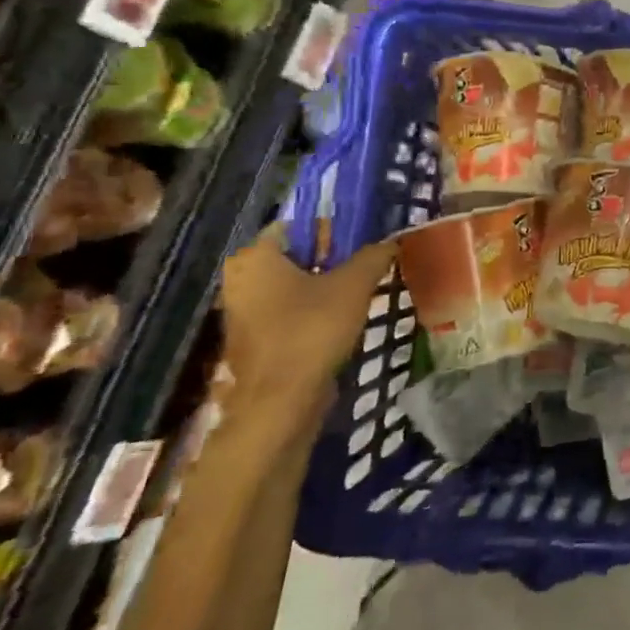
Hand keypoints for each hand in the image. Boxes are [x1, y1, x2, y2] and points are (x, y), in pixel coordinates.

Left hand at [218, 227, 396, 416]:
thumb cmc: (311, 330)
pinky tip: (341, 321)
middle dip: (330, 259)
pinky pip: (287, 312)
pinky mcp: (252, 341)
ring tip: (360, 292)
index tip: (362, 240)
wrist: (280, 404)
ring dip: (323, 287)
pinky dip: (311, 311)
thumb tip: (390, 242)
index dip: (331, 229)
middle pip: (294, 256)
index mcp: (255, 257)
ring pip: (291, 286)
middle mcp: (239, 279)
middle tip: (366, 265)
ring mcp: (242, 313)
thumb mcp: (354, 285)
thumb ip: (373, 256)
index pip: (295, 225)